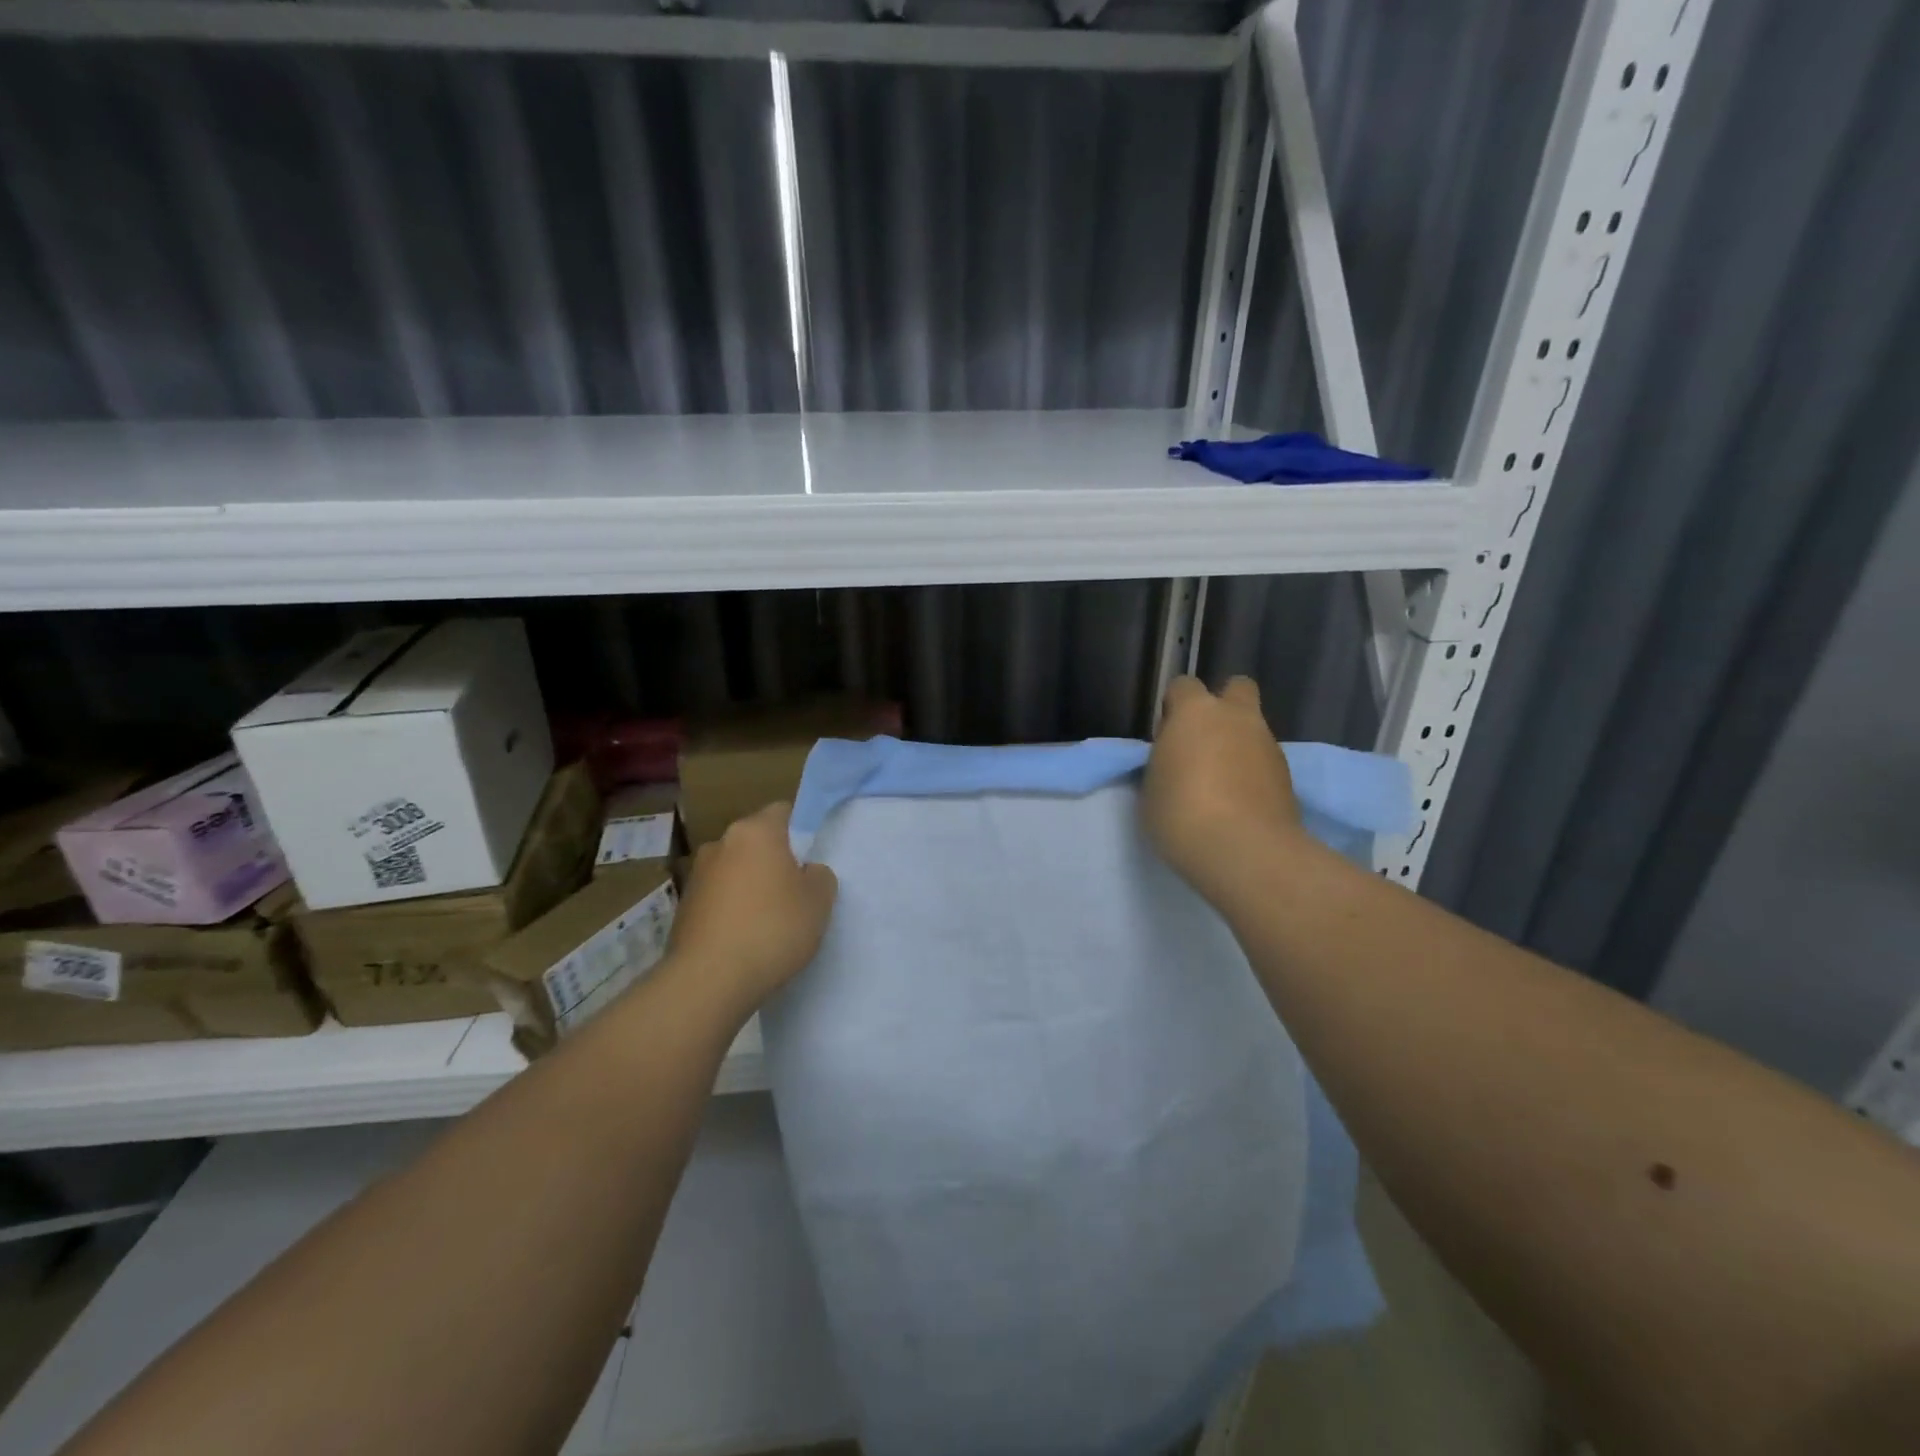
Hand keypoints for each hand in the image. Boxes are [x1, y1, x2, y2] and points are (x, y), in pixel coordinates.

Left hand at [666, 802, 836, 1019]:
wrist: (708, 980)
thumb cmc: (772, 929)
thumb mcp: (819, 901)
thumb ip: (819, 876)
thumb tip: (805, 872)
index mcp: (755, 831)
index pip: (783, 811)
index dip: (801, 830)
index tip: (812, 858)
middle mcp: (721, 843)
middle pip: (756, 842)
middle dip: (774, 860)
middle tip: (795, 891)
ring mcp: (697, 876)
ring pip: (735, 870)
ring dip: (750, 886)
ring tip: (768, 921)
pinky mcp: (682, 908)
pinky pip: (717, 899)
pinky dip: (730, 910)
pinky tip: (744, 939)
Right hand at [1143, 676, 1303, 902]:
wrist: (1243, 851)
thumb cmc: (1180, 813)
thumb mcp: (1151, 786)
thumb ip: (1164, 762)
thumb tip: (1177, 758)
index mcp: (1195, 712)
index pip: (1183, 686)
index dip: (1174, 707)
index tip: (1167, 736)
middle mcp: (1237, 717)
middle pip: (1237, 688)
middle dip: (1223, 706)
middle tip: (1204, 741)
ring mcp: (1268, 745)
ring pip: (1254, 728)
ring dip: (1240, 744)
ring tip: (1222, 783)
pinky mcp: (1289, 775)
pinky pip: (1265, 761)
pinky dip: (1254, 773)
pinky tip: (1240, 802)